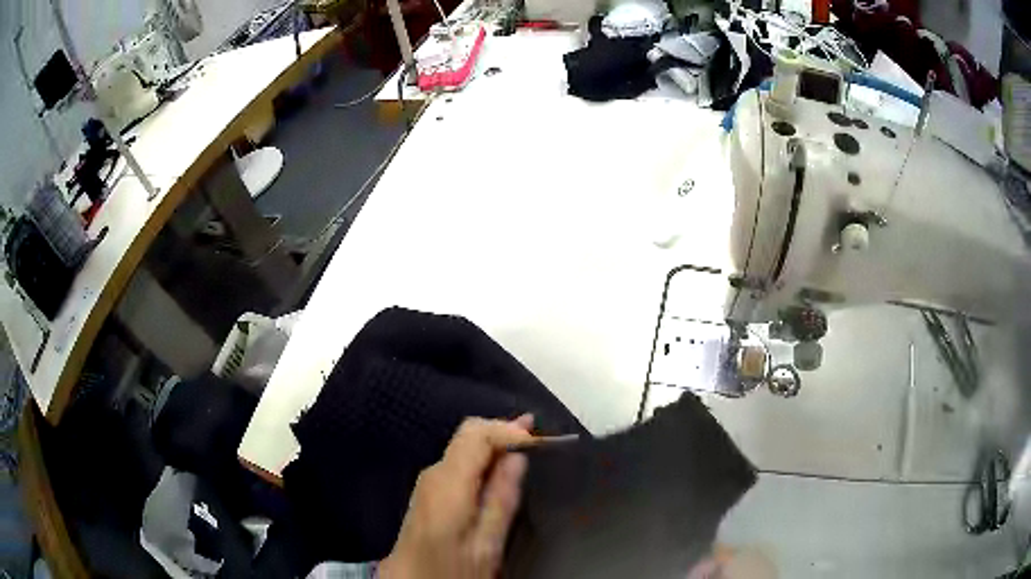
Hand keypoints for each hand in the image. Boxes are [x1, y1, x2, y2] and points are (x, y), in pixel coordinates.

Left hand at [380, 416, 533, 578]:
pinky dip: (483, 458)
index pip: (477, 434)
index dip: (509, 430)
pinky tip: (501, 468)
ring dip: (494, 445)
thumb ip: (502, 498)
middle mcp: (434, 473)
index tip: (538, 439)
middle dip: (503, 431)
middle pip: (469, 434)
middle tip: (537, 438)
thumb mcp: (487, 543)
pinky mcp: (429, 491)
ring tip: (526, 448)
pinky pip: (459, 461)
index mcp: (448, 483)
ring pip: (464, 446)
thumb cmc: (452, 569)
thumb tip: (517, 459)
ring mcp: (428, 481)